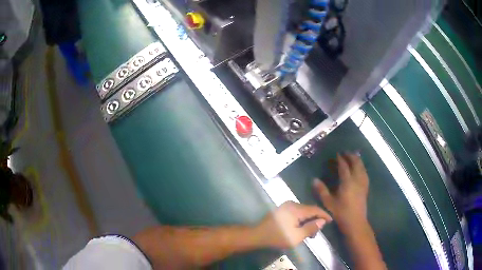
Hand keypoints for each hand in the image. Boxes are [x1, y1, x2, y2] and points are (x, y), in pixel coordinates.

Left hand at [255, 201, 331, 248]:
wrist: (257, 235)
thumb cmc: (278, 237)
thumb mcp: (297, 236)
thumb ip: (311, 228)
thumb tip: (322, 221)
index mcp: (296, 209)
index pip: (315, 209)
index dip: (324, 215)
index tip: (331, 220)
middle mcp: (292, 204)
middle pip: (309, 210)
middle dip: (315, 220)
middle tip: (316, 233)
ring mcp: (286, 206)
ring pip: (303, 212)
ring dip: (308, 221)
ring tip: (309, 234)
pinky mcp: (282, 210)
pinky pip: (296, 213)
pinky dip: (301, 220)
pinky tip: (300, 229)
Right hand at [313, 153, 368, 231]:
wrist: (355, 222)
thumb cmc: (341, 213)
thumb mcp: (328, 203)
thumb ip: (322, 190)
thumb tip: (314, 179)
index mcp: (347, 182)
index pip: (344, 166)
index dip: (340, 159)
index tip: (336, 154)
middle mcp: (357, 180)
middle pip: (356, 163)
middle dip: (351, 156)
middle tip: (345, 152)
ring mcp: (363, 183)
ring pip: (362, 167)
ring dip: (357, 160)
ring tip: (353, 156)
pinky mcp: (365, 187)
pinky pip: (364, 172)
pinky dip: (361, 167)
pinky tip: (359, 168)